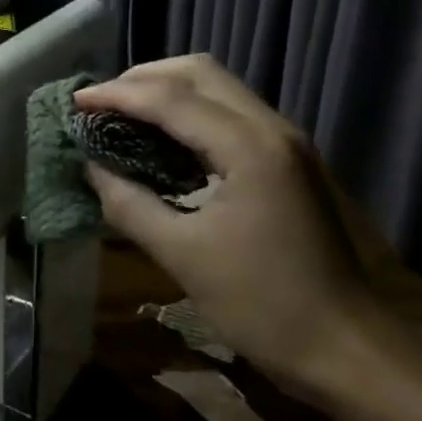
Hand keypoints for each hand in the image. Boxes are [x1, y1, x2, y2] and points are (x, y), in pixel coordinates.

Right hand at [75, 56, 421, 400]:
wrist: (346, 348)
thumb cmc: (262, 305)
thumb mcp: (182, 256)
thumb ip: (129, 203)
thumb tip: (91, 167)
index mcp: (248, 147)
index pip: (170, 99)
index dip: (117, 95)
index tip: (74, 103)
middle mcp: (271, 129)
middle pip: (199, 72)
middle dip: (143, 79)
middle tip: (100, 104)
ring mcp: (285, 142)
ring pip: (218, 89)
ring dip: (167, 93)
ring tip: (122, 116)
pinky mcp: (287, 161)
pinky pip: (230, 114)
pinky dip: (189, 114)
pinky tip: (161, 142)